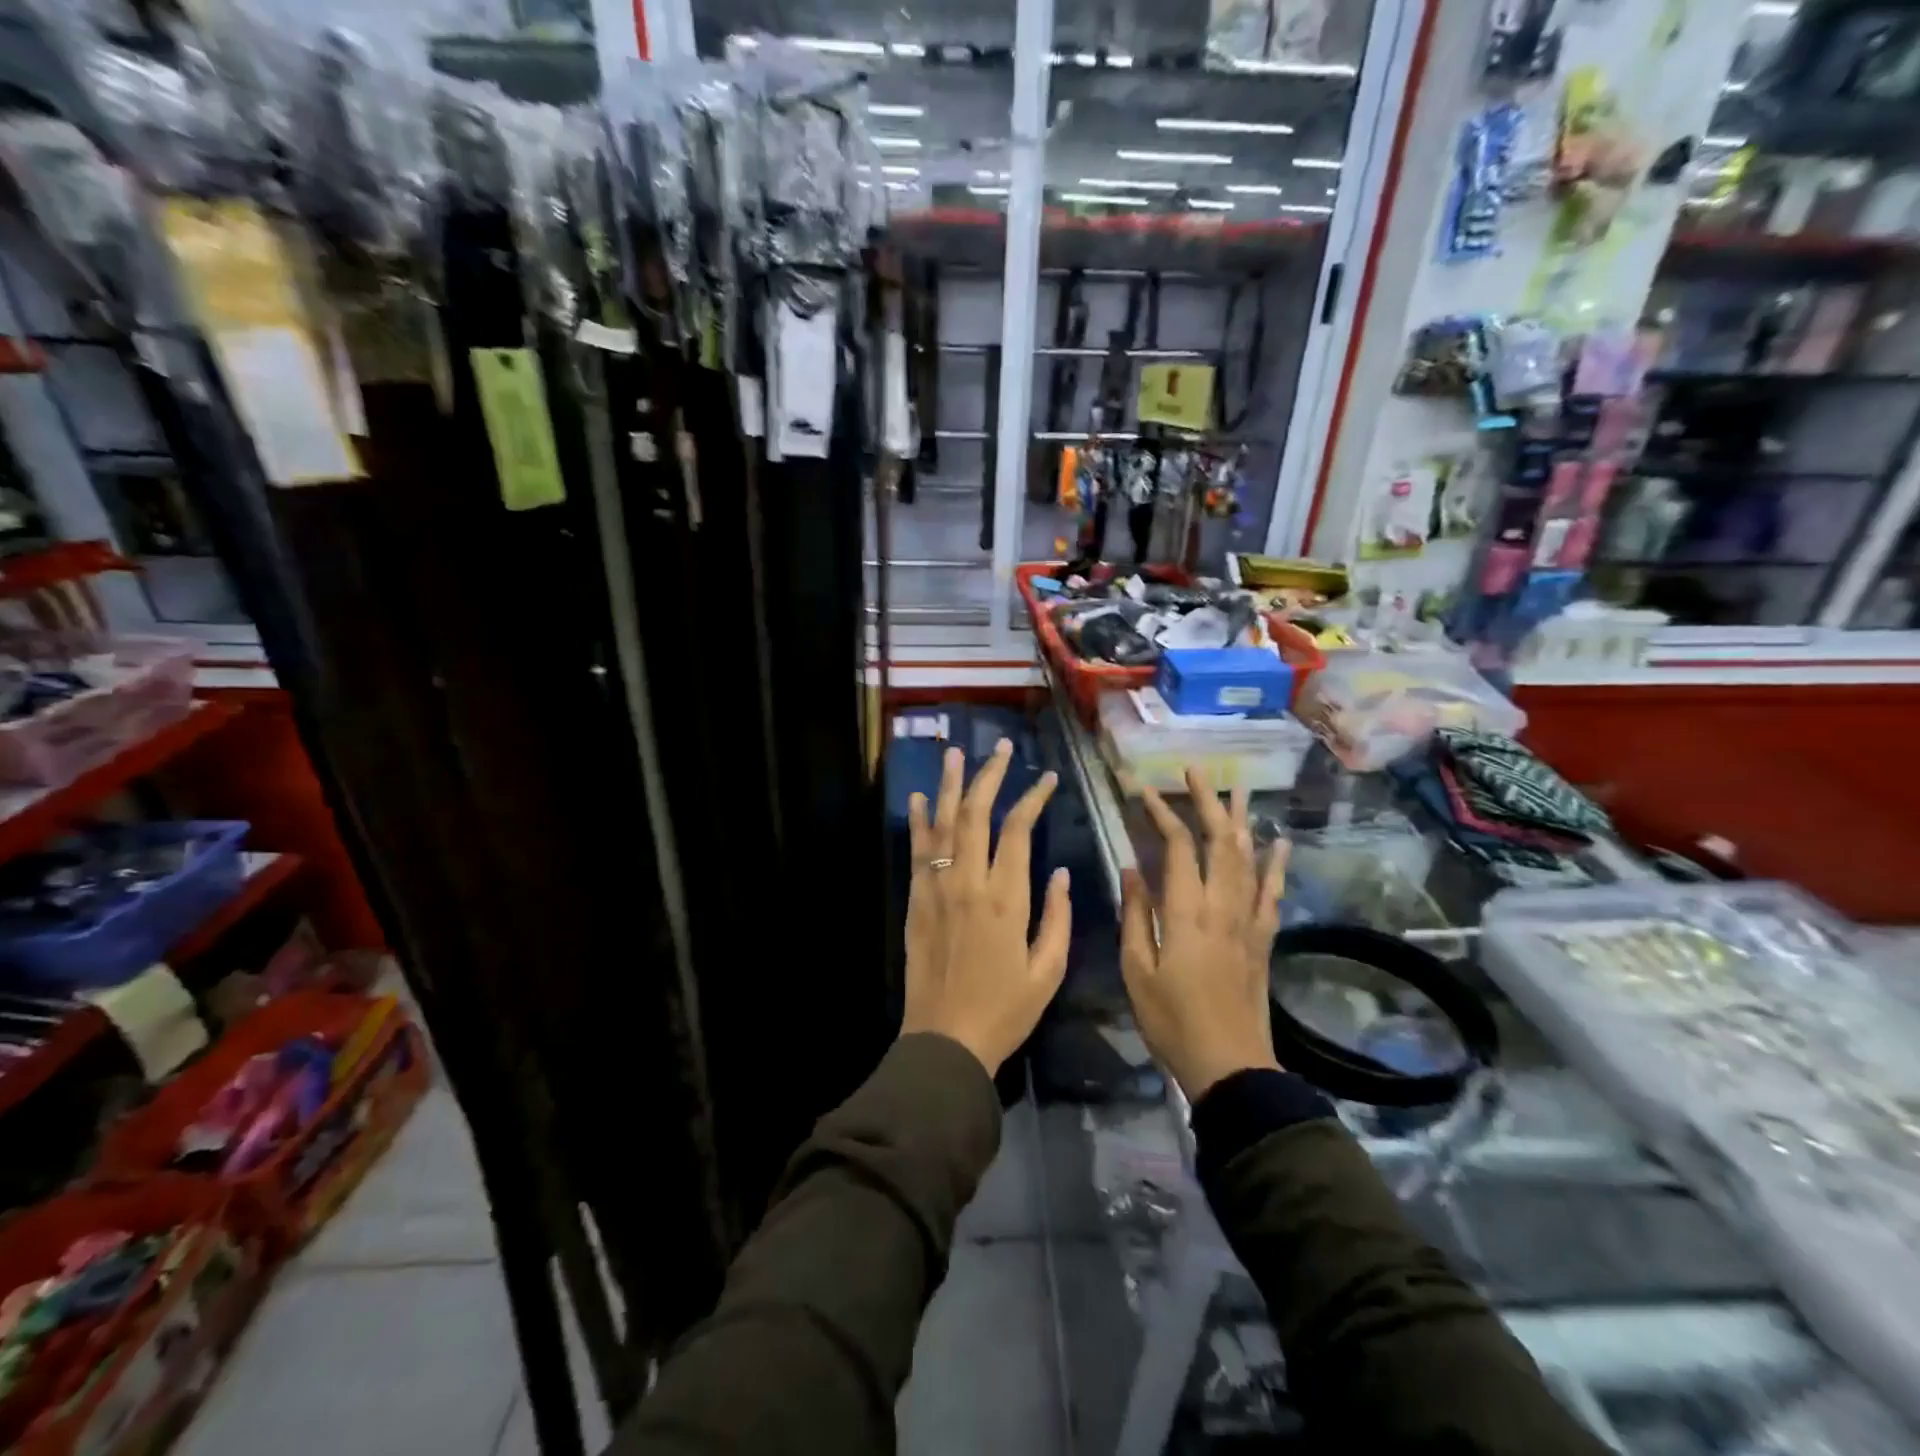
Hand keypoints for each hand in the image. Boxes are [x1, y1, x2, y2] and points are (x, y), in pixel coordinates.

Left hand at [902, 740, 1071, 1075]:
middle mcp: (969, 882)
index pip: (1019, 830)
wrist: (945, 1040)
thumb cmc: (1005, 1009)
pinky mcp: (916, 900)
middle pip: (977, 813)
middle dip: (989, 775)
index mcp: (1006, 898)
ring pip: (943, 823)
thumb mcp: (1048, 971)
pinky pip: (916, 850)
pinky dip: (918, 821)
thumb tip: (1059, 871)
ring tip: (956, 753)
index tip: (1046, 778)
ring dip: (950, 785)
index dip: (1032, 798)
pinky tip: (921, 797)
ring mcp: (937, 888)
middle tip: (999, 747)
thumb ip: (1056, 917)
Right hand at [1120, 770, 1290, 1100]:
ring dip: (1241, 820)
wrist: (1230, 1065)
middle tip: (1196, 771)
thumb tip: (1131, 869)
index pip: (1178, 847)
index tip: (1145, 791)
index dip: (1163, 814)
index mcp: (1187, 912)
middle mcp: (1223, 906)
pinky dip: (1276, 863)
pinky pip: (1272, 892)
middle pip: (1221, 841)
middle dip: (1208, 801)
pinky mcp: (1263, 939)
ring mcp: (1248, 921)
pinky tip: (1279, 842)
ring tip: (1237, 789)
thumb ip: (1135, 915)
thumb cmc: (1172, 1021)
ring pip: (1248, 858)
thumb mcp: (1137, 970)